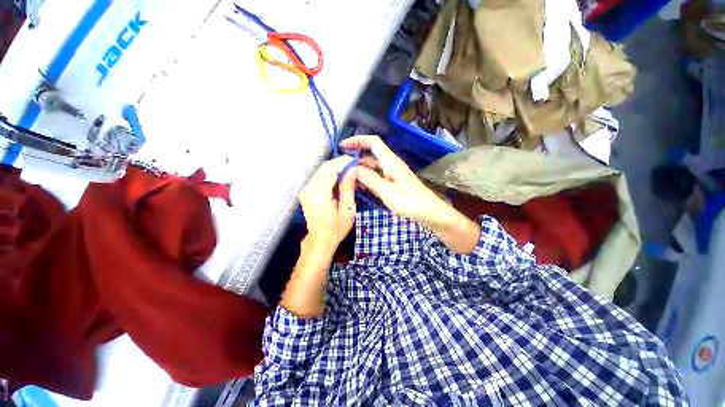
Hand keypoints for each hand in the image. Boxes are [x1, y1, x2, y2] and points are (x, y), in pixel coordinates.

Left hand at [298, 156, 356, 254]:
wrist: (320, 240)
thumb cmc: (336, 229)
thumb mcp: (347, 209)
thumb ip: (348, 188)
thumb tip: (353, 169)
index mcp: (319, 194)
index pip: (330, 169)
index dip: (343, 162)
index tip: (357, 161)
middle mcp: (308, 189)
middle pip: (324, 167)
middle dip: (340, 164)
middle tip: (355, 167)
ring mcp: (306, 190)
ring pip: (322, 171)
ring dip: (336, 169)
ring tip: (350, 173)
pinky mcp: (306, 191)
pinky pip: (320, 177)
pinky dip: (331, 175)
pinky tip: (340, 179)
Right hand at [340, 135, 447, 226]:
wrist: (430, 212)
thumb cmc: (410, 201)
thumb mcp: (387, 191)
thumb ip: (370, 179)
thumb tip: (353, 168)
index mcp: (390, 162)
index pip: (373, 142)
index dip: (357, 140)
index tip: (343, 146)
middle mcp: (391, 165)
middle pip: (371, 155)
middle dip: (356, 159)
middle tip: (341, 169)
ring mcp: (392, 174)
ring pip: (373, 168)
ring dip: (361, 171)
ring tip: (347, 179)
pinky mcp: (394, 184)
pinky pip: (378, 177)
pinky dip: (368, 180)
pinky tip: (361, 188)